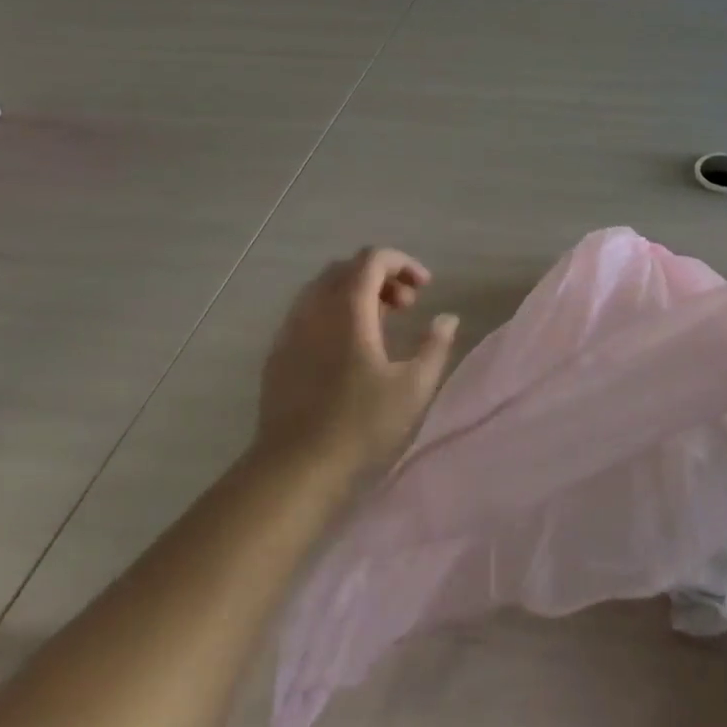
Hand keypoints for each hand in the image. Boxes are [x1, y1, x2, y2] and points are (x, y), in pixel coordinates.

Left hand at [257, 247, 459, 478]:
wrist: (295, 467)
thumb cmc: (360, 424)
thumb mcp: (413, 387)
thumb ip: (435, 345)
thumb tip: (447, 318)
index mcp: (347, 308)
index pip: (372, 259)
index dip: (402, 263)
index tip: (425, 287)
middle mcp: (314, 308)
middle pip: (347, 268)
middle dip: (381, 276)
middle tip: (407, 306)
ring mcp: (290, 330)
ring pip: (324, 289)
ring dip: (356, 293)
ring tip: (381, 325)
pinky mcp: (278, 353)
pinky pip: (308, 312)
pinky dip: (334, 312)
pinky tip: (349, 348)